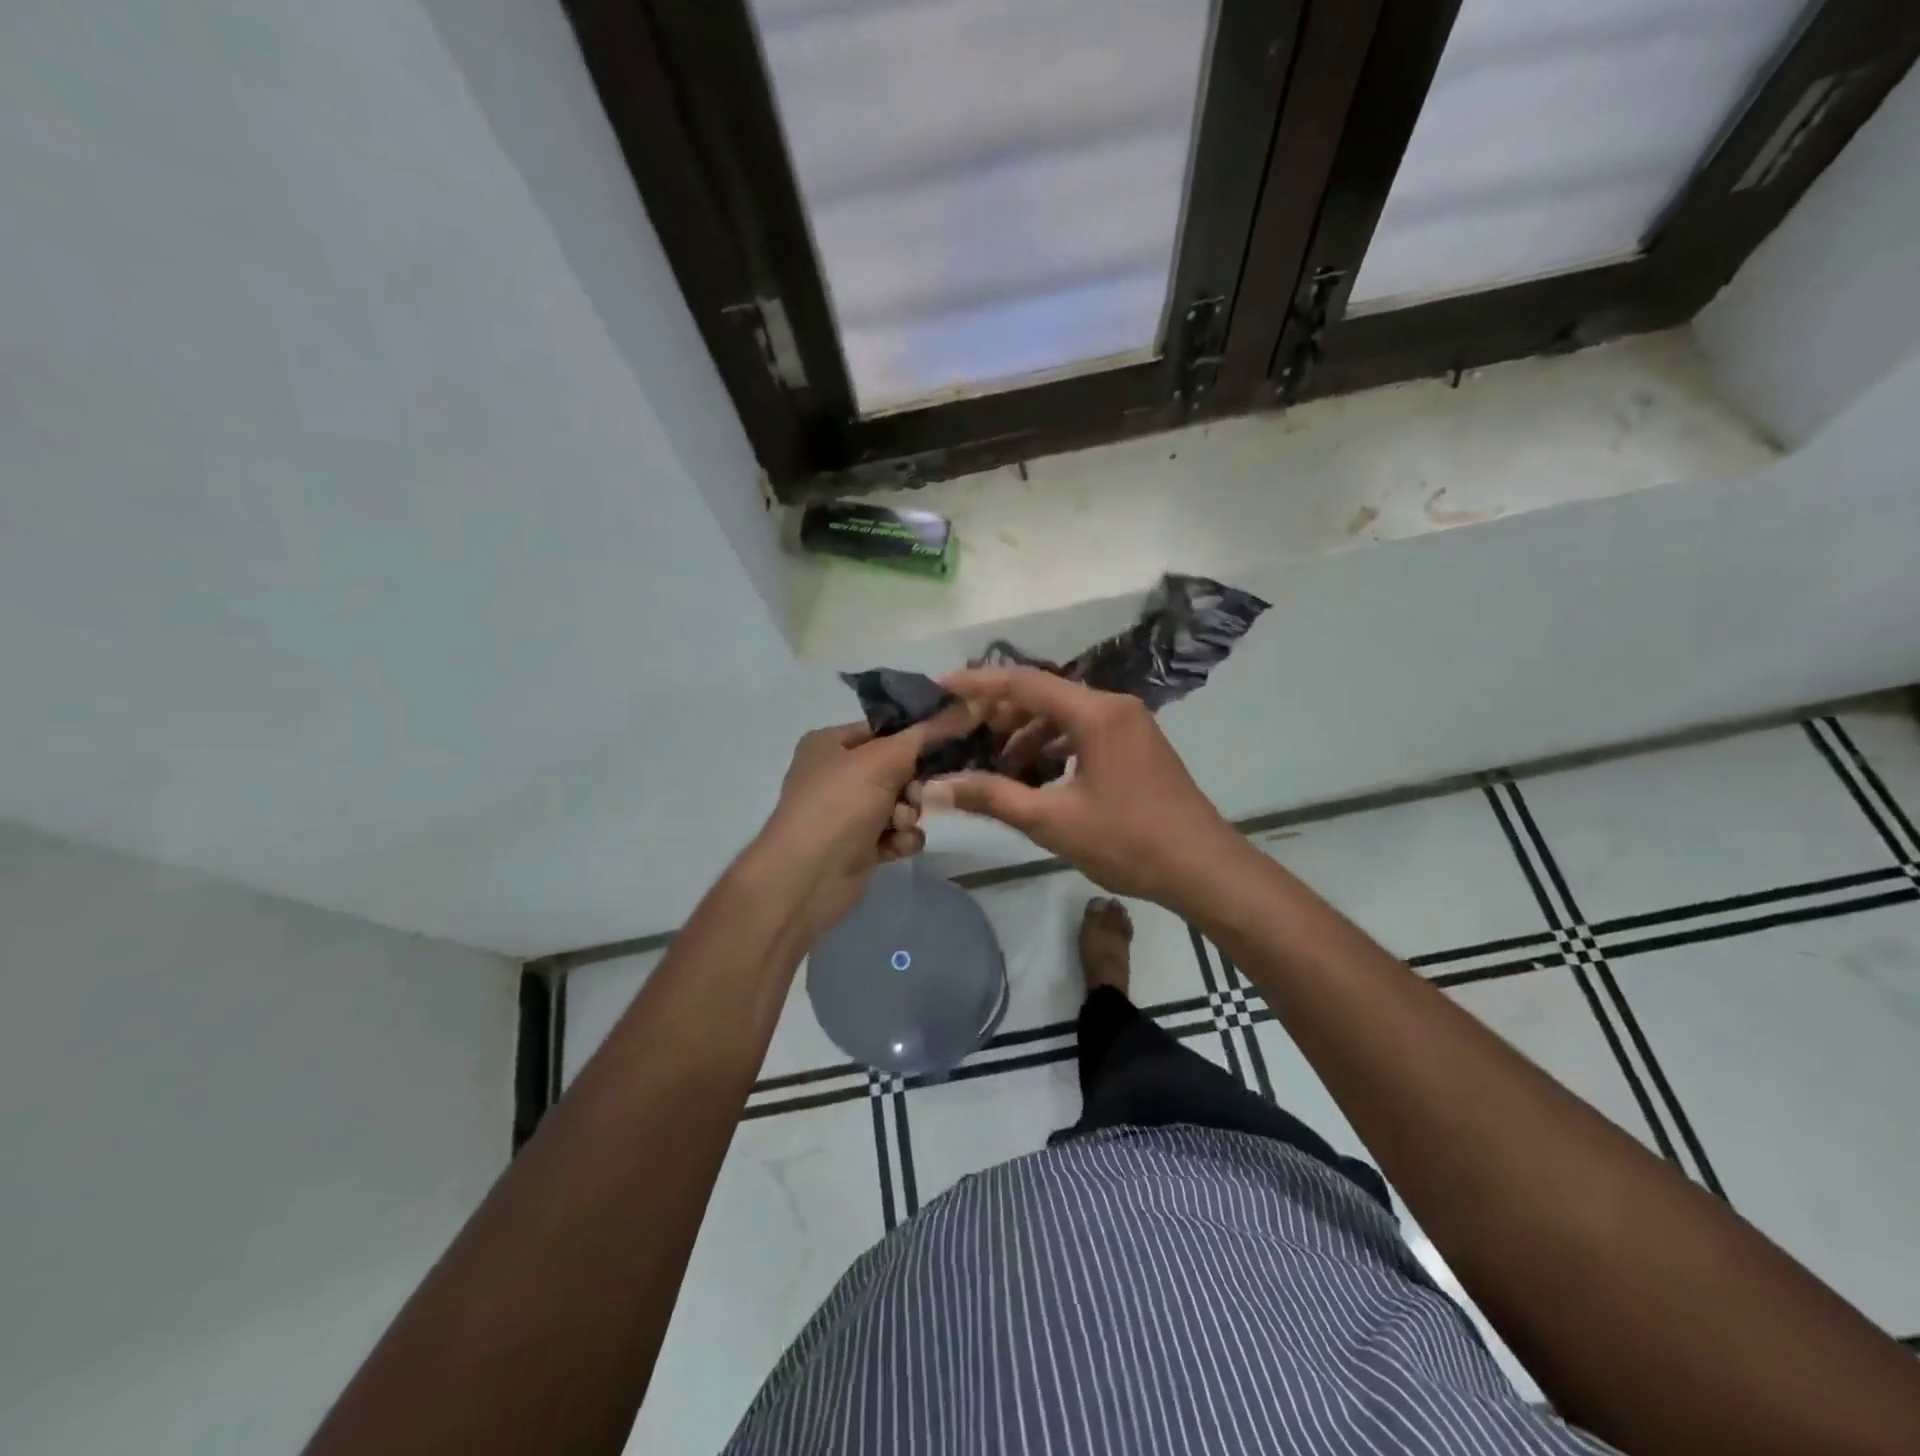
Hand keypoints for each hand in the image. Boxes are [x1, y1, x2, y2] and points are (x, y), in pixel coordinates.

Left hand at [748, 708, 972, 945]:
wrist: (807, 878)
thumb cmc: (839, 806)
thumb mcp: (882, 760)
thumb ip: (926, 735)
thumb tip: (966, 705)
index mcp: (831, 743)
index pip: (885, 729)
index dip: (917, 736)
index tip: (951, 741)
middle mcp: (837, 774)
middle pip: (898, 767)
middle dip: (913, 784)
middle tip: (916, 795)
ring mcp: (848, 812)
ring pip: (901, 803)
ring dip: (909, 813)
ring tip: (900, 826)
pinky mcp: (860, 846)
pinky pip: (896, 833)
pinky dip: (901, 839)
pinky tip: (895, 847)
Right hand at [922, 667, 1241, 913]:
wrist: (1204, 869)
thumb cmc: (1128, 842)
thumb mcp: (1052, 821)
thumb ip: (993, 797)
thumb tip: (936, 789)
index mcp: (1095, 713)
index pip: (1024, 682)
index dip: (978, 684)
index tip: (941, 686)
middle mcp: (1114, 706)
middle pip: (1045, 694)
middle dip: (1002, 712)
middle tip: (965, 733)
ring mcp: (1131, 724)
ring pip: (1066, 713)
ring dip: (1029, 733)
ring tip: (999, 765)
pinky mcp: (1138, 745)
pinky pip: (1085, 730)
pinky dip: (1055, 745)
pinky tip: (1038, 775)